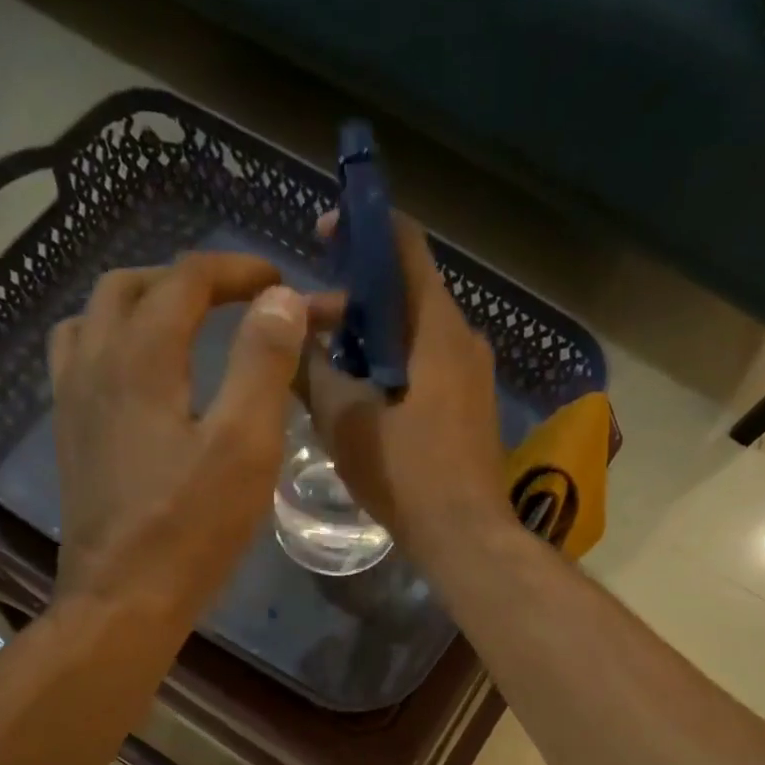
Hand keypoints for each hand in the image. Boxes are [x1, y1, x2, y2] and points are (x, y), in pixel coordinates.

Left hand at [48, 253, 329, 607]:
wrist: (122, 599)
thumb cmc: (191, 528)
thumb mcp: (245, 446)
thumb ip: (263, 364)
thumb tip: (281, 300)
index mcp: (141, 356)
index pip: (186, 279)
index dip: (237, 270)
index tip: (280, 283)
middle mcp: (94, 362)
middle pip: (132, 285)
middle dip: (189, 279)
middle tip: (237, 300)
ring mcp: (72, 400)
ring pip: (95, 317)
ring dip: (143, 303)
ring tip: (185, 325)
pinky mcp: (70, 436)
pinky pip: (80, 359)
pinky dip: (113, 342)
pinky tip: (140, 376)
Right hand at [300, 212, 511, 567]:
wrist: (465, 538)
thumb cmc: (406, 474)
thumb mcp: (345, 420)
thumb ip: (312, 371)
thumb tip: (290, 336)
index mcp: (437, 328)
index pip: (405, 246)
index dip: (362, 226)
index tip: (323, 234)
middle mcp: (465, 341)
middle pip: (406, 295)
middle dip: (355, 301)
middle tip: (307, 327)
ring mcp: (474, 378)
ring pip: (415, 336)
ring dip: (370, 341)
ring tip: (326, 368)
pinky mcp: (472, 410)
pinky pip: (428, 369)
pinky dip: (392, 369)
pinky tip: (361, 400)